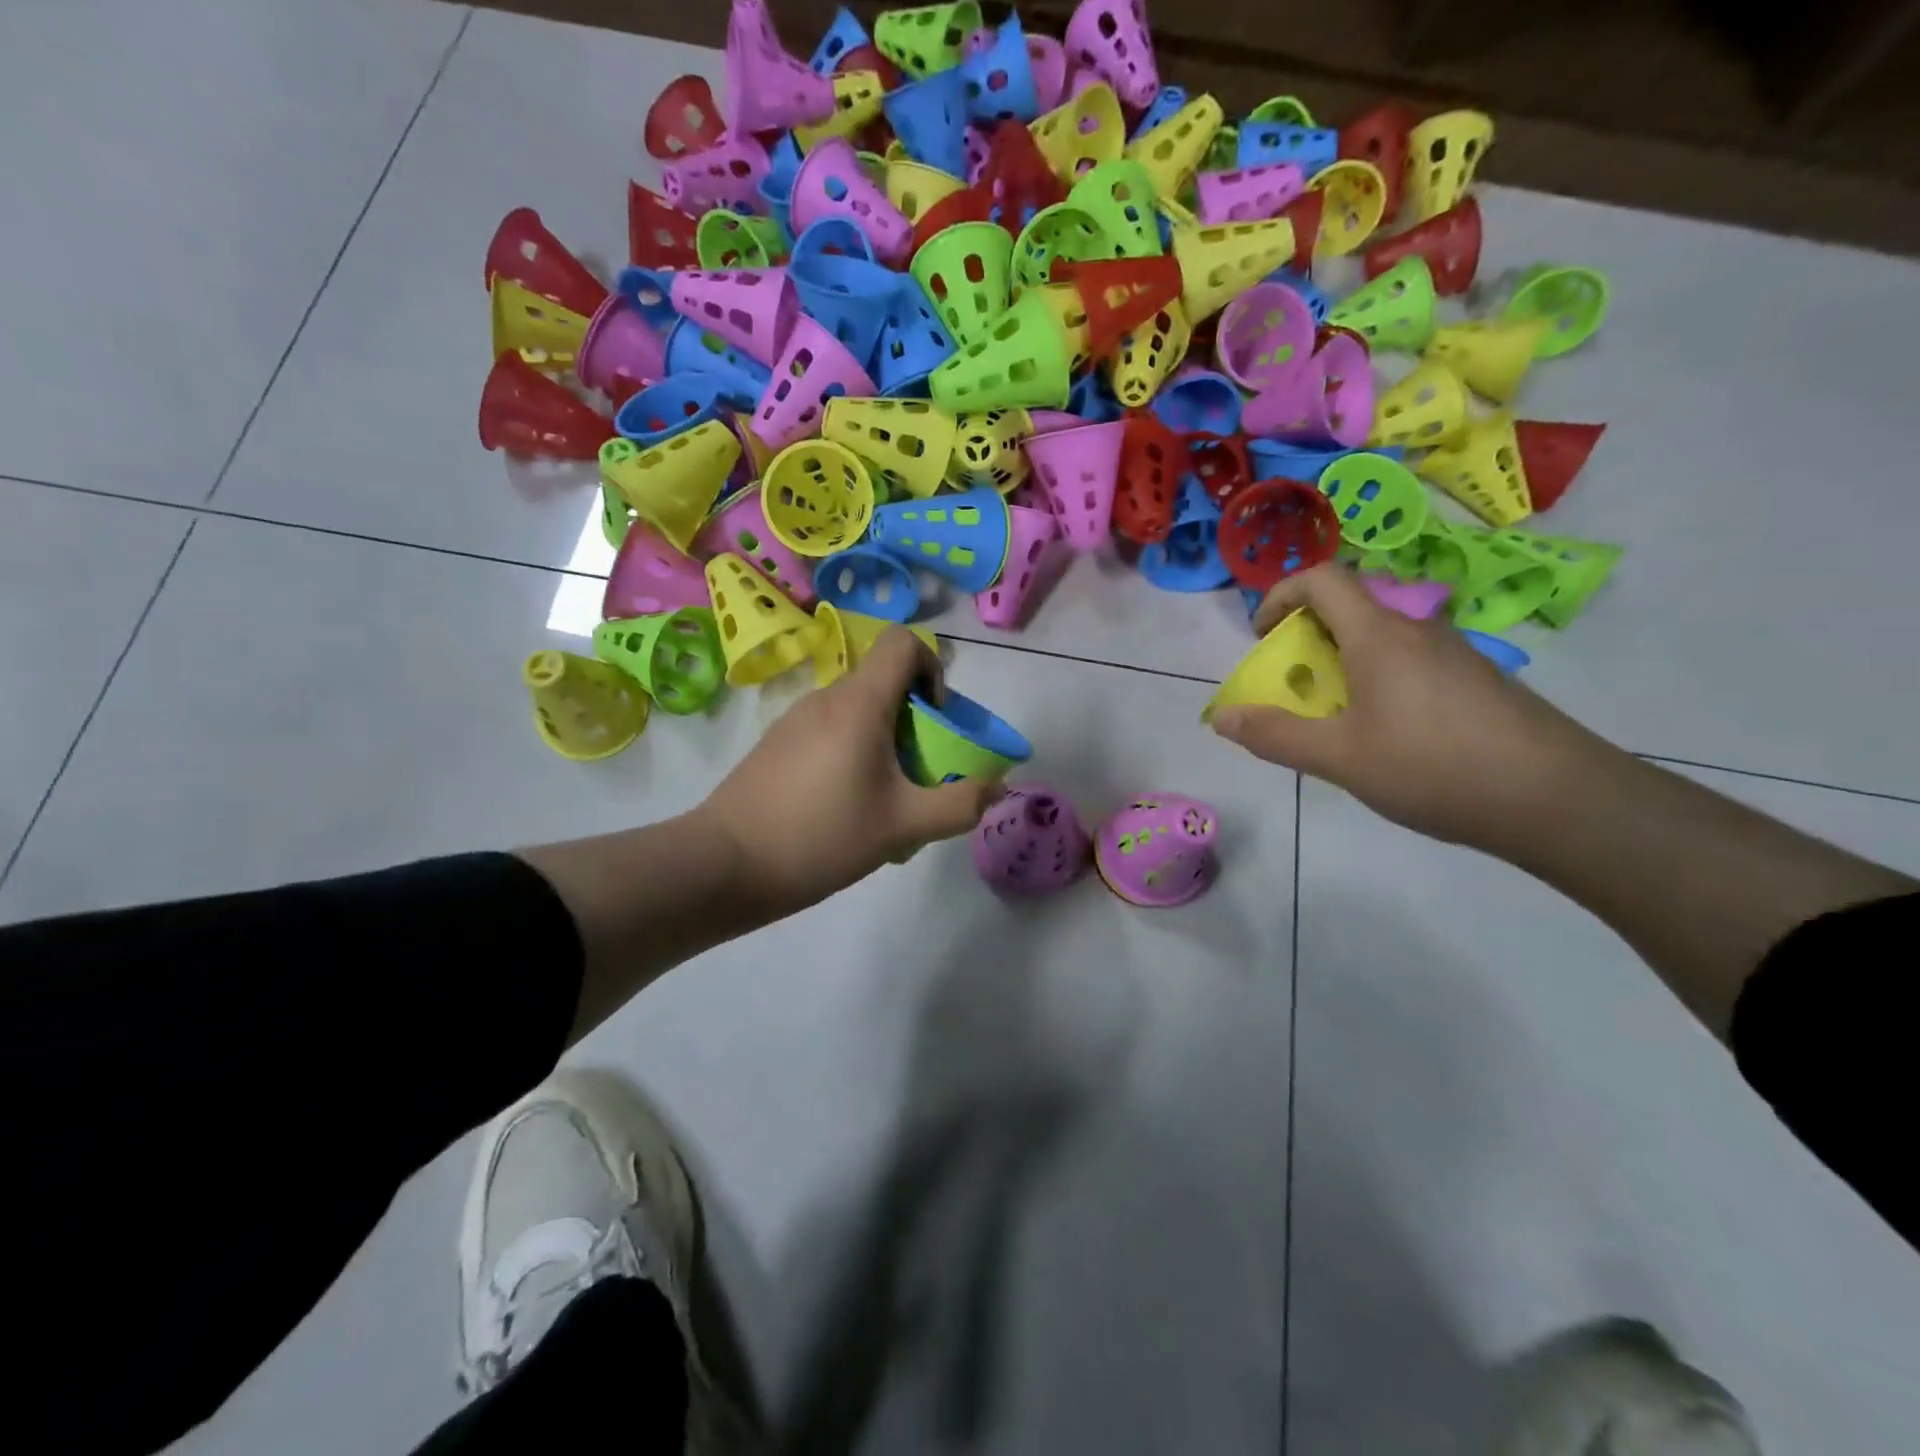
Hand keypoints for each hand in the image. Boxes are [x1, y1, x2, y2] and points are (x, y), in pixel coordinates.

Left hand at [696, 628, 1003, 919]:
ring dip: (885, 740)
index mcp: (859, 702)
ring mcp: (795, 719)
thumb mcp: (902, 826)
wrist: (724, 865)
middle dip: (916, 718)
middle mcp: (826, 698)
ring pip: (857, 710)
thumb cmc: (820, 836)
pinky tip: (845, 807)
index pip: (903, 643)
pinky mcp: (776, 744)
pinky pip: (830, 731)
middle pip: (885, 681)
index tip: (936, 719)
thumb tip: (997, 787)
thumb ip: (959, 805)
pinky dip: (853, 752)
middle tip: (919, 772)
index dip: (933, 668)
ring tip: (884, 798)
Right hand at [1208, 564, 1612, 849]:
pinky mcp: (1476, 681)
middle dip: (1306, 640)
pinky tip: (1388, 738)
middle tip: (1294, 689)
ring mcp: (1453, 654)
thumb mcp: (1338, 758)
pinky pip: (1410, 663)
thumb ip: (1275, 735)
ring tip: (1336, 721)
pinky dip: (1378, 682)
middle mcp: (1417, 630)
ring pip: (1381, 640)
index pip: (1322, 578)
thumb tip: (1222, 718)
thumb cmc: (1434, 767)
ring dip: (1343, 665)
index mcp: (1379, 634)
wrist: (1558, 799)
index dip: (1280, 595)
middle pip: (1349, 609)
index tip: (1263, 638)